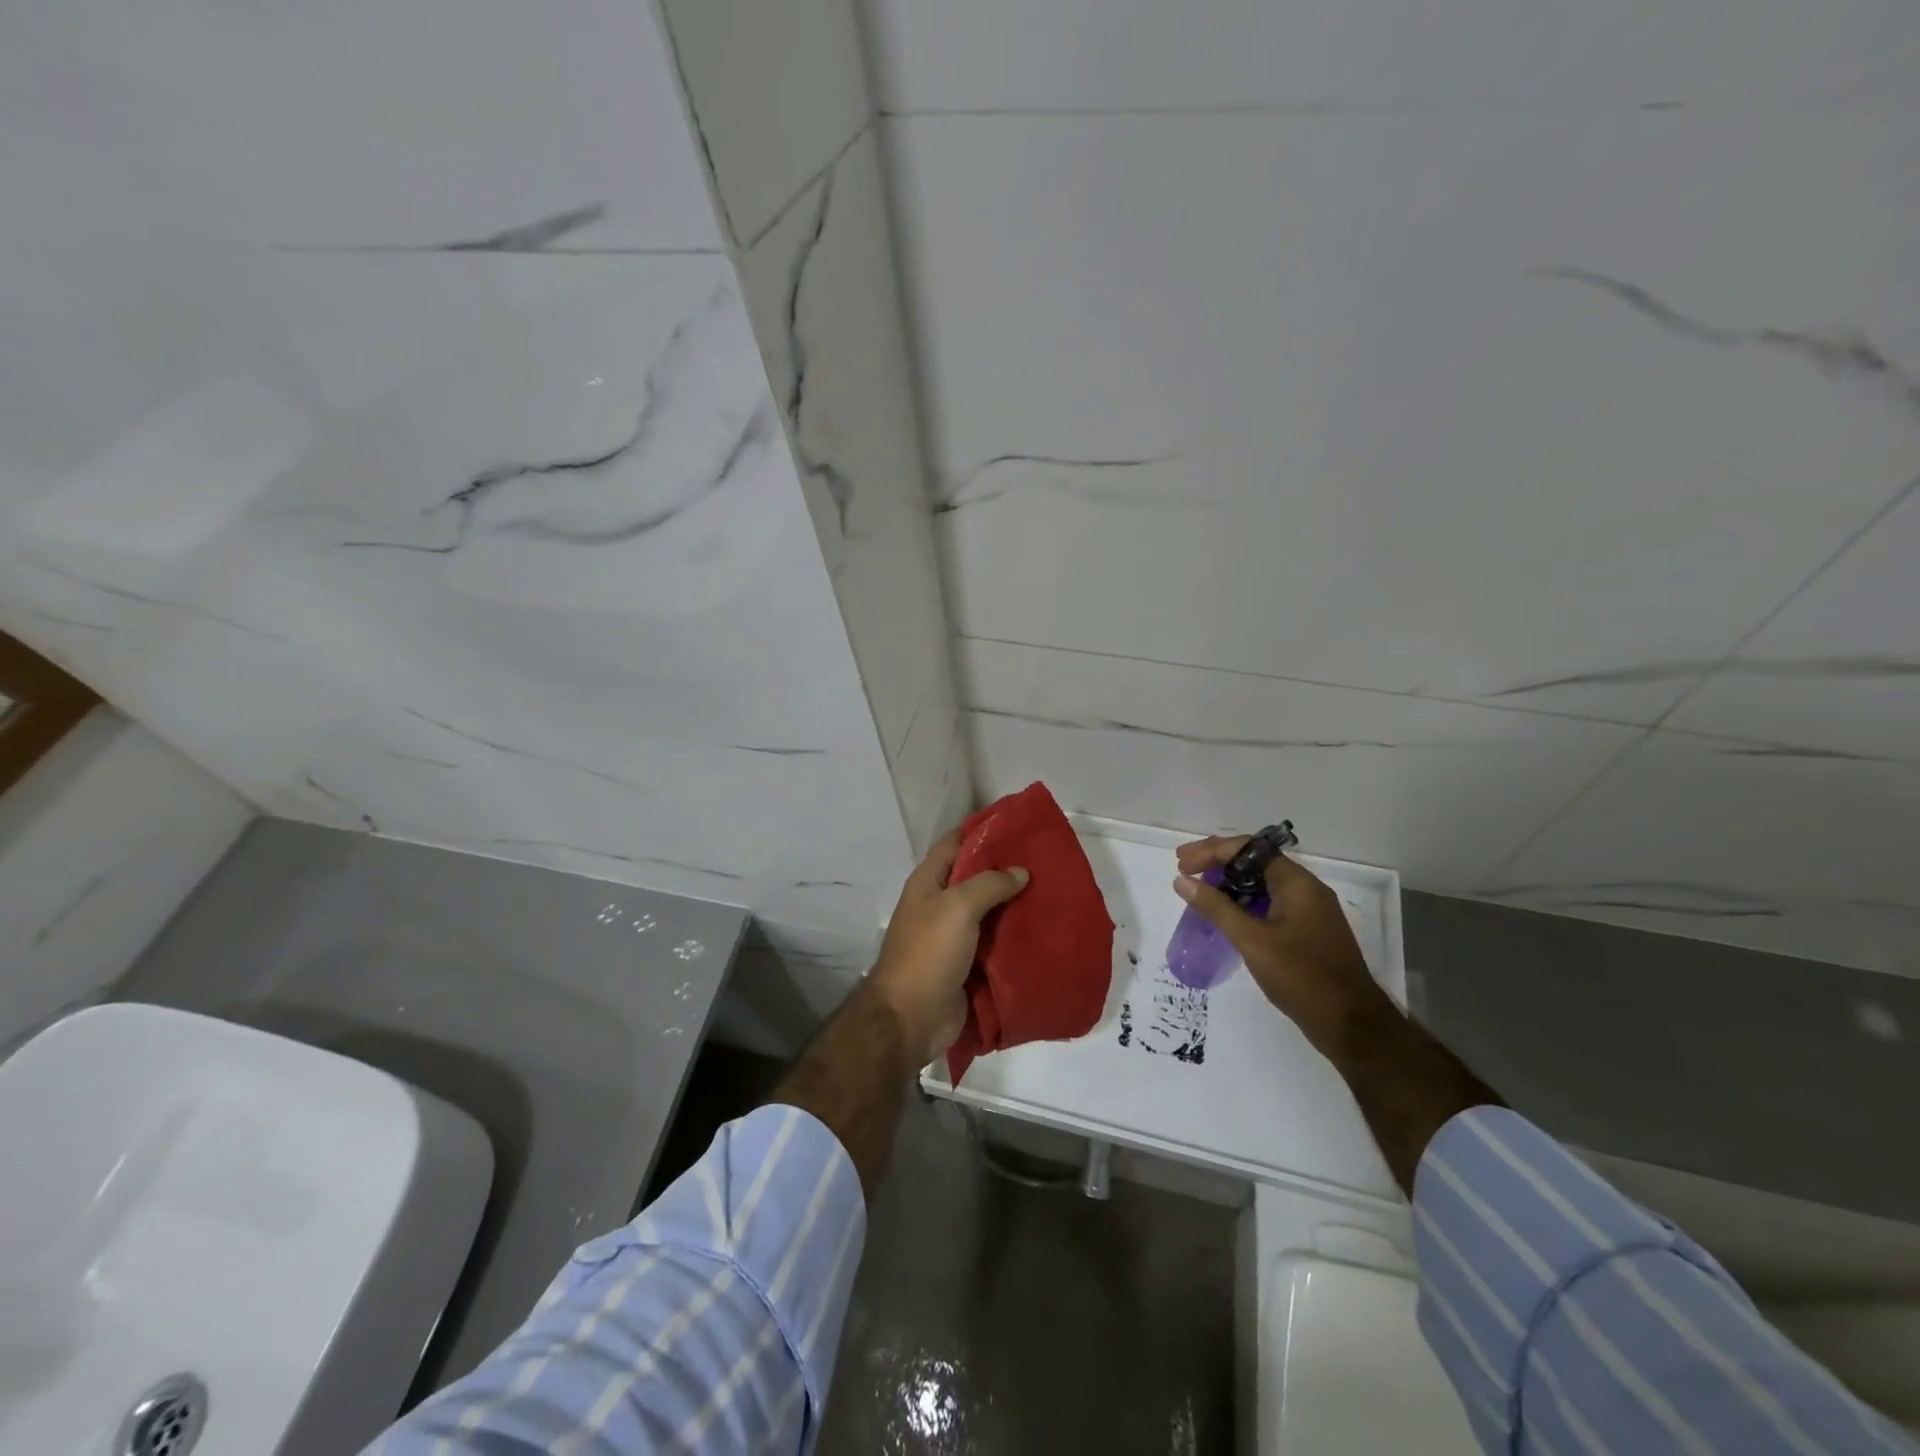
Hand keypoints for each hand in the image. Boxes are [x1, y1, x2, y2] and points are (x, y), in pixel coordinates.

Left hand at [869, 828, 1029, 1064]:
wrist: (911, 1017)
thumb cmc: (928, 953)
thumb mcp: (958, 907)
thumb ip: (989, 884)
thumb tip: (1020, 871)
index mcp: (929, 882)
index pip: (956, 843)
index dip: (982, 831)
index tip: (1018, 826)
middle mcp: (940, 903)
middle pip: (975, 877)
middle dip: (1006, 869)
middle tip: (1045, 862)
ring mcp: (953, 935)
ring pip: (989, 910)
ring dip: (1014, 904)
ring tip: (1051, 892)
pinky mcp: (967, 963)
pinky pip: (994, 941)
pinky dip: (1014, 935)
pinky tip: (1042, 929)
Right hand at [1173, 835, 1386, 1057]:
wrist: (1351, 1024)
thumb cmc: (1301, 976)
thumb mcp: (1252, 940)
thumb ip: (1216, 907)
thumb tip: (1182, 881)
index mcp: (1297, 883)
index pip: (1248, 849)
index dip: (1211, 851)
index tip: (1181, 863)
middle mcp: (1305, 889)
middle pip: (1255, 862)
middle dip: (1217, 863)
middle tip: (1184, 872)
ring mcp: (1309, 911)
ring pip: (1262, 884)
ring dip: (1229, 884)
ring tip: (1199, 893)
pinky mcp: (1307, 932)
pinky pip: (1270, 904)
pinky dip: (1244, 903)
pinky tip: (1226, 917)